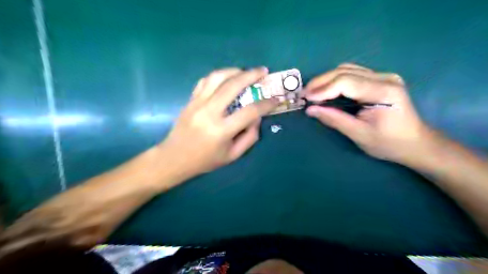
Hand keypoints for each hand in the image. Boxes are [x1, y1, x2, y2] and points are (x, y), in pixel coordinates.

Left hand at [157, 68, 277, 180]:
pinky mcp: (190, 100)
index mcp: (221, 131)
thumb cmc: (205, 160)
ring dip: (234, 71)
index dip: (266, 104)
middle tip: (263, 71)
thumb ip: (250, 137)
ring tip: (245, 71)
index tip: (275, 99)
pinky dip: (218, 76)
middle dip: (252, 75)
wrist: (174, 158)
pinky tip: (226, 78)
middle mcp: (209, 113)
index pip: (250, 111)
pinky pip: (205, 81)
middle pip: (233, 86)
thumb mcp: (232, 155)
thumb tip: (257, 117)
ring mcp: (197, 103)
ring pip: (217, 77)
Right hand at [303, 63, 429, 162]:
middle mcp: (384, 78)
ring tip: (312, 92)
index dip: (322, 89)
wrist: (415, 143)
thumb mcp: (359, 134)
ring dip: (326, 80)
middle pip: (344, 72)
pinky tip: (327, 90)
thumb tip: (310, 110)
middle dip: (320, 82)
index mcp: (382, 91)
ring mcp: (383, 76)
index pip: (345, 82)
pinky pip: (352, 74)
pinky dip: (335, 81)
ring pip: (347, 70)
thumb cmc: (389, 143)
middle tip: (304, 94)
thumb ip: (334, 119)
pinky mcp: (379, 79)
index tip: (305, 98)